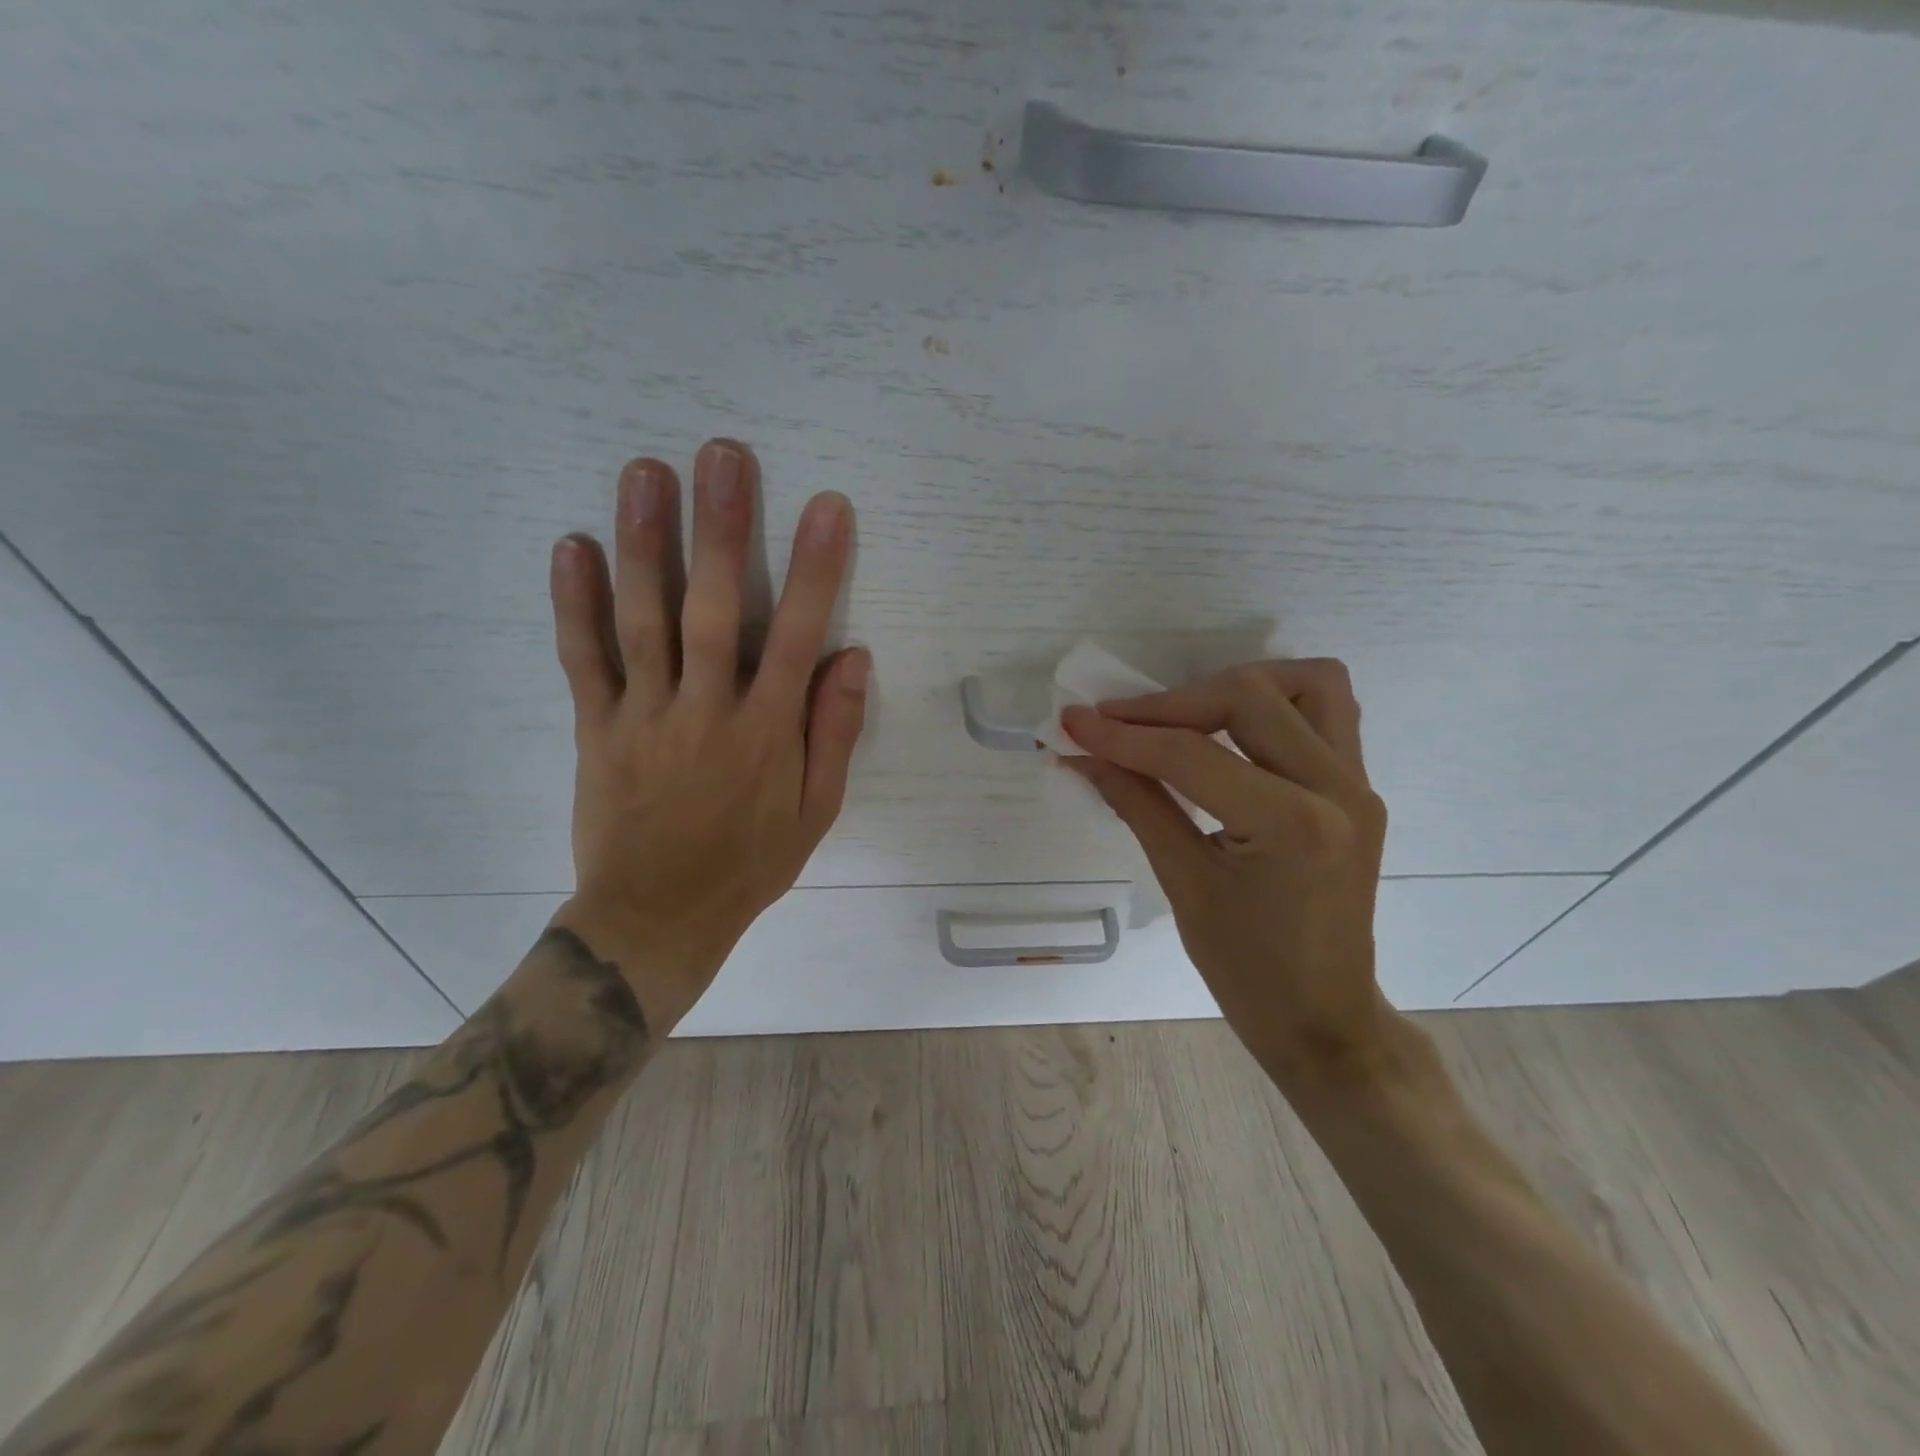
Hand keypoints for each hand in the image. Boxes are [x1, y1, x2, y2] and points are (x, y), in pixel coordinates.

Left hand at [546, 439, 868, 1027]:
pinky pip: (583, 660)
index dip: (814, 568)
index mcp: (767, 732)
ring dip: (645, 543)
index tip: (826, 506)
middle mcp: (706, 710)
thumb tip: (852, 657)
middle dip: (721, 528)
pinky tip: (573, 546)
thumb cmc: (749, 863)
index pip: (795, 635)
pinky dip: (574, 604)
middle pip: (712, 608)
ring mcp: (644, 715)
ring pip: (643, 619)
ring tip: (646, 472)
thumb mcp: (816, 811)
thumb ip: (834, 733)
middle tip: (723, 455)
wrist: (658, 915)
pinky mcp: (596, 728)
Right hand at [1061, 660, 1389, 1082]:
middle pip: (1249, 697)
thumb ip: (1136, 803)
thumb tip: (1082, 753)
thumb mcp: (1183, 884)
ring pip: (1305, 684)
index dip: (1123, 734)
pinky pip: (1326, 711)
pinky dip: (1273, 703)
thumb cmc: (1248, 971)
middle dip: (1170, 703)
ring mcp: (1358, 784)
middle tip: (1117, 723)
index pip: (1192, 754)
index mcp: (1292, 824)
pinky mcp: (1359, 788)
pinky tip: (1230, 732)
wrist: (1324, 1019)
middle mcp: (1338, 788)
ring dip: (1236, 687)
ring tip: (1183, 716)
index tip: (1071, 721)